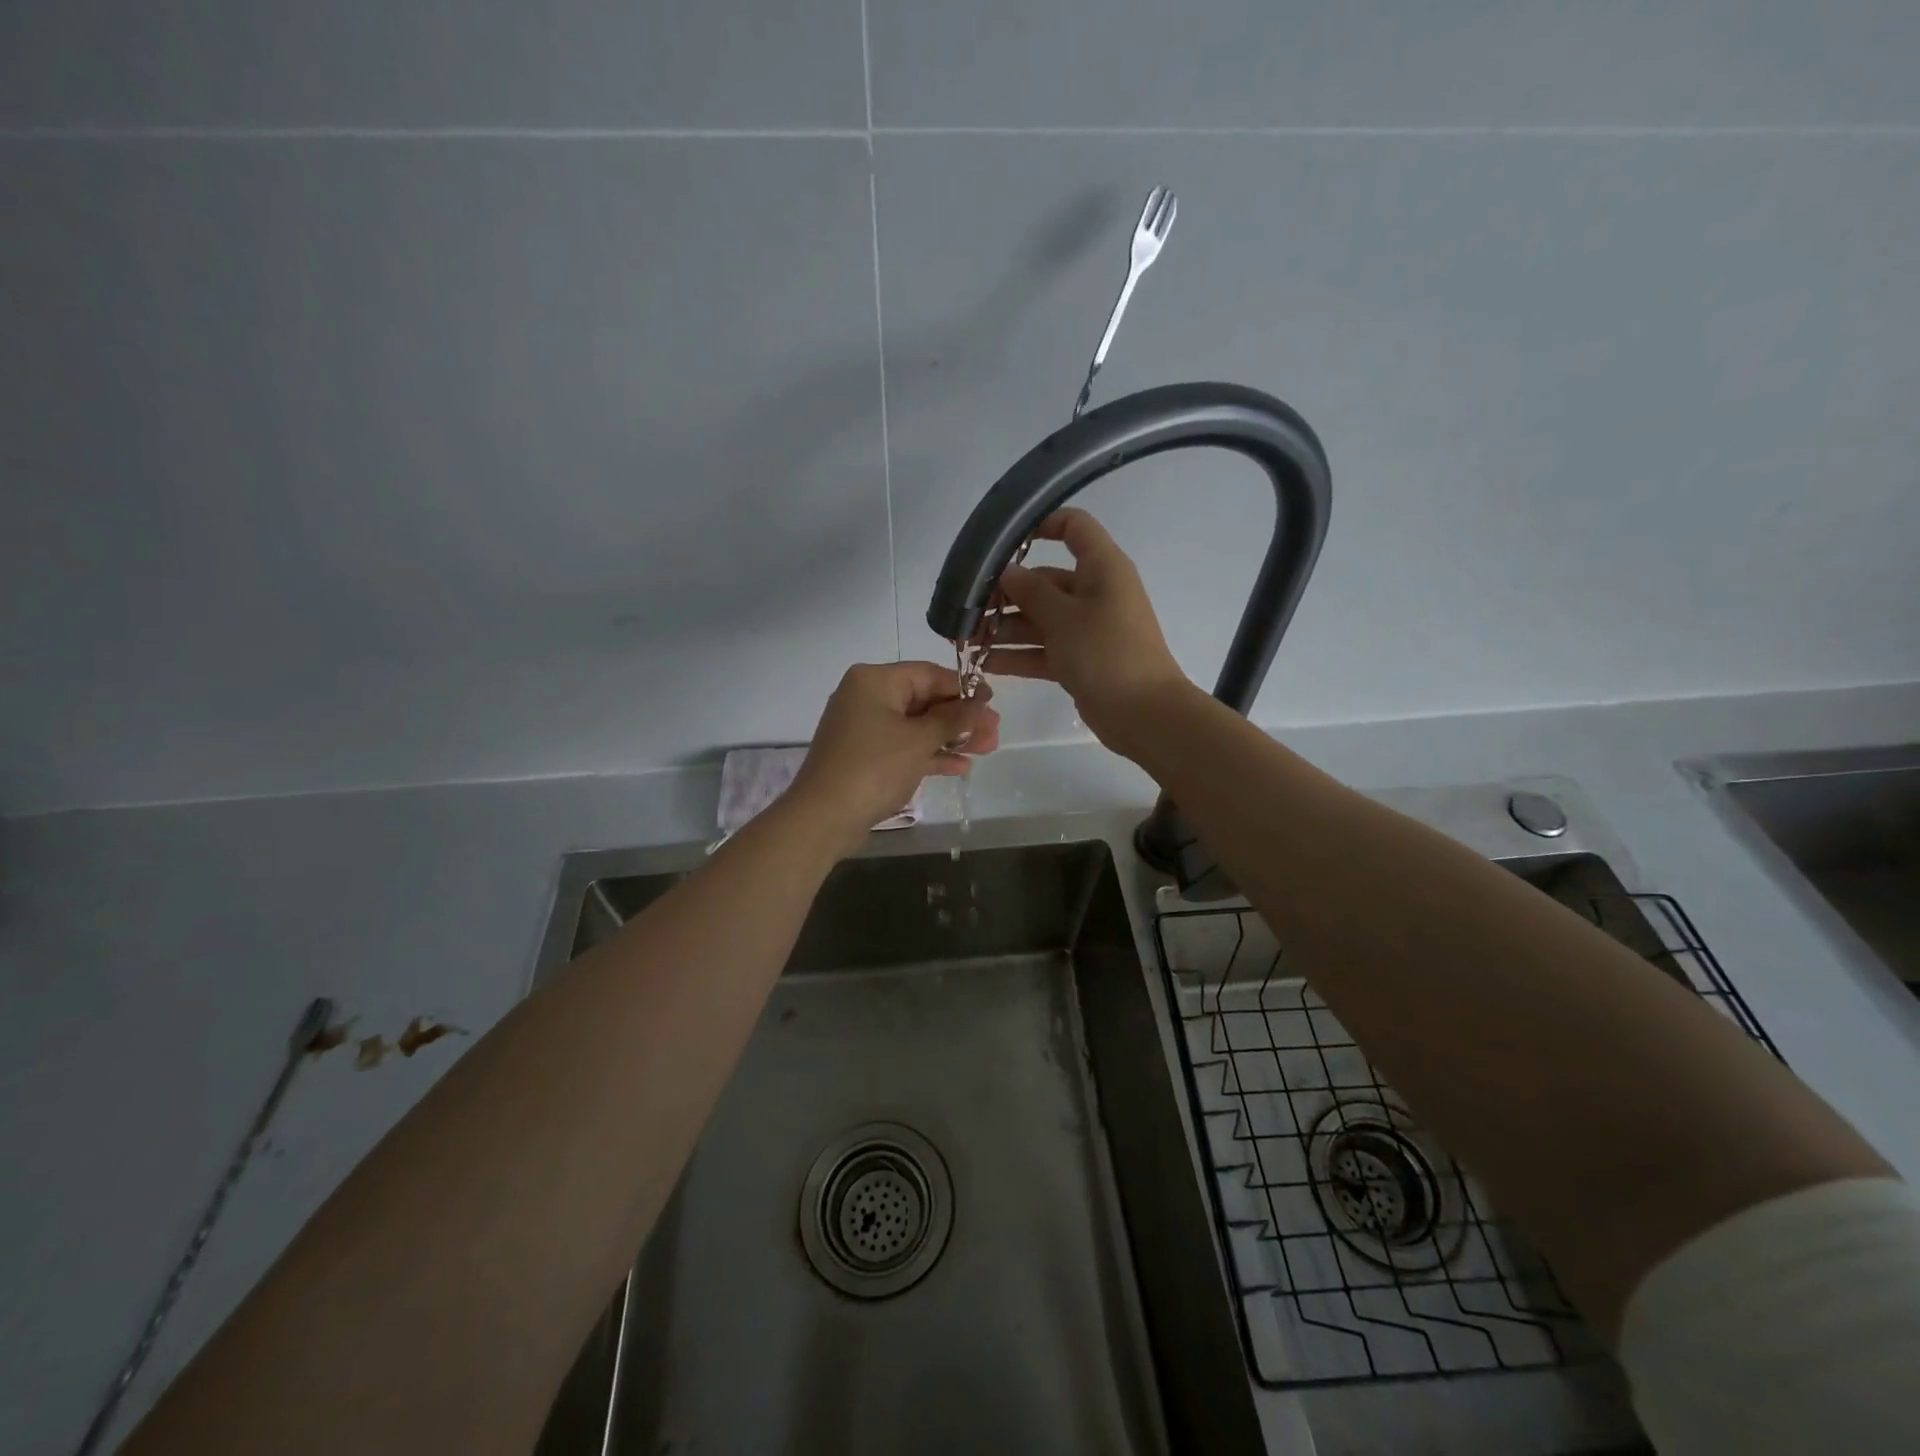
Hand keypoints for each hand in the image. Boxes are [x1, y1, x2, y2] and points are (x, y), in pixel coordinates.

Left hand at [785, 662, 1000, 854]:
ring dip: (950, 737)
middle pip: (924, 700)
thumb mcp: (919, 740)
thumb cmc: (874, 768)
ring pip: (916, 725)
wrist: (823, 817)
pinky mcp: (864, 755)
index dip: (964, 688)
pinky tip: (959, 766)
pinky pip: (903, 746)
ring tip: (986, 750)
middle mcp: (866, 696)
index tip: (994, 703)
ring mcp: (864, 727)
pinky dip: (929, 753)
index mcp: (875, 681)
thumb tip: (980, 702)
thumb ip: (954, 719)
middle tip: (994, 733)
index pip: (929, 674)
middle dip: (961, 718)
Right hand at [989, 508, 1190, 754]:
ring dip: (1005, 628)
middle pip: (1045, 581)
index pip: (1074, 526)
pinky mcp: (1080, 660)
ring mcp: (1087, 629)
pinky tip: (984, 663)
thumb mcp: (1064, 617)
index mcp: (1102, 568)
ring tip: (967, 640)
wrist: (1143, 713)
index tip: (1003, 543)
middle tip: (966, 610)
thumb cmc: (1106, 652)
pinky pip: (1044, 649)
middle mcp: (1095, 593)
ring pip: (1040, 619)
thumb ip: (1031, 592)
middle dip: (1005, 594)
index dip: (1041, 525)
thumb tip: (1007, 572)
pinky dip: (1018, 655)